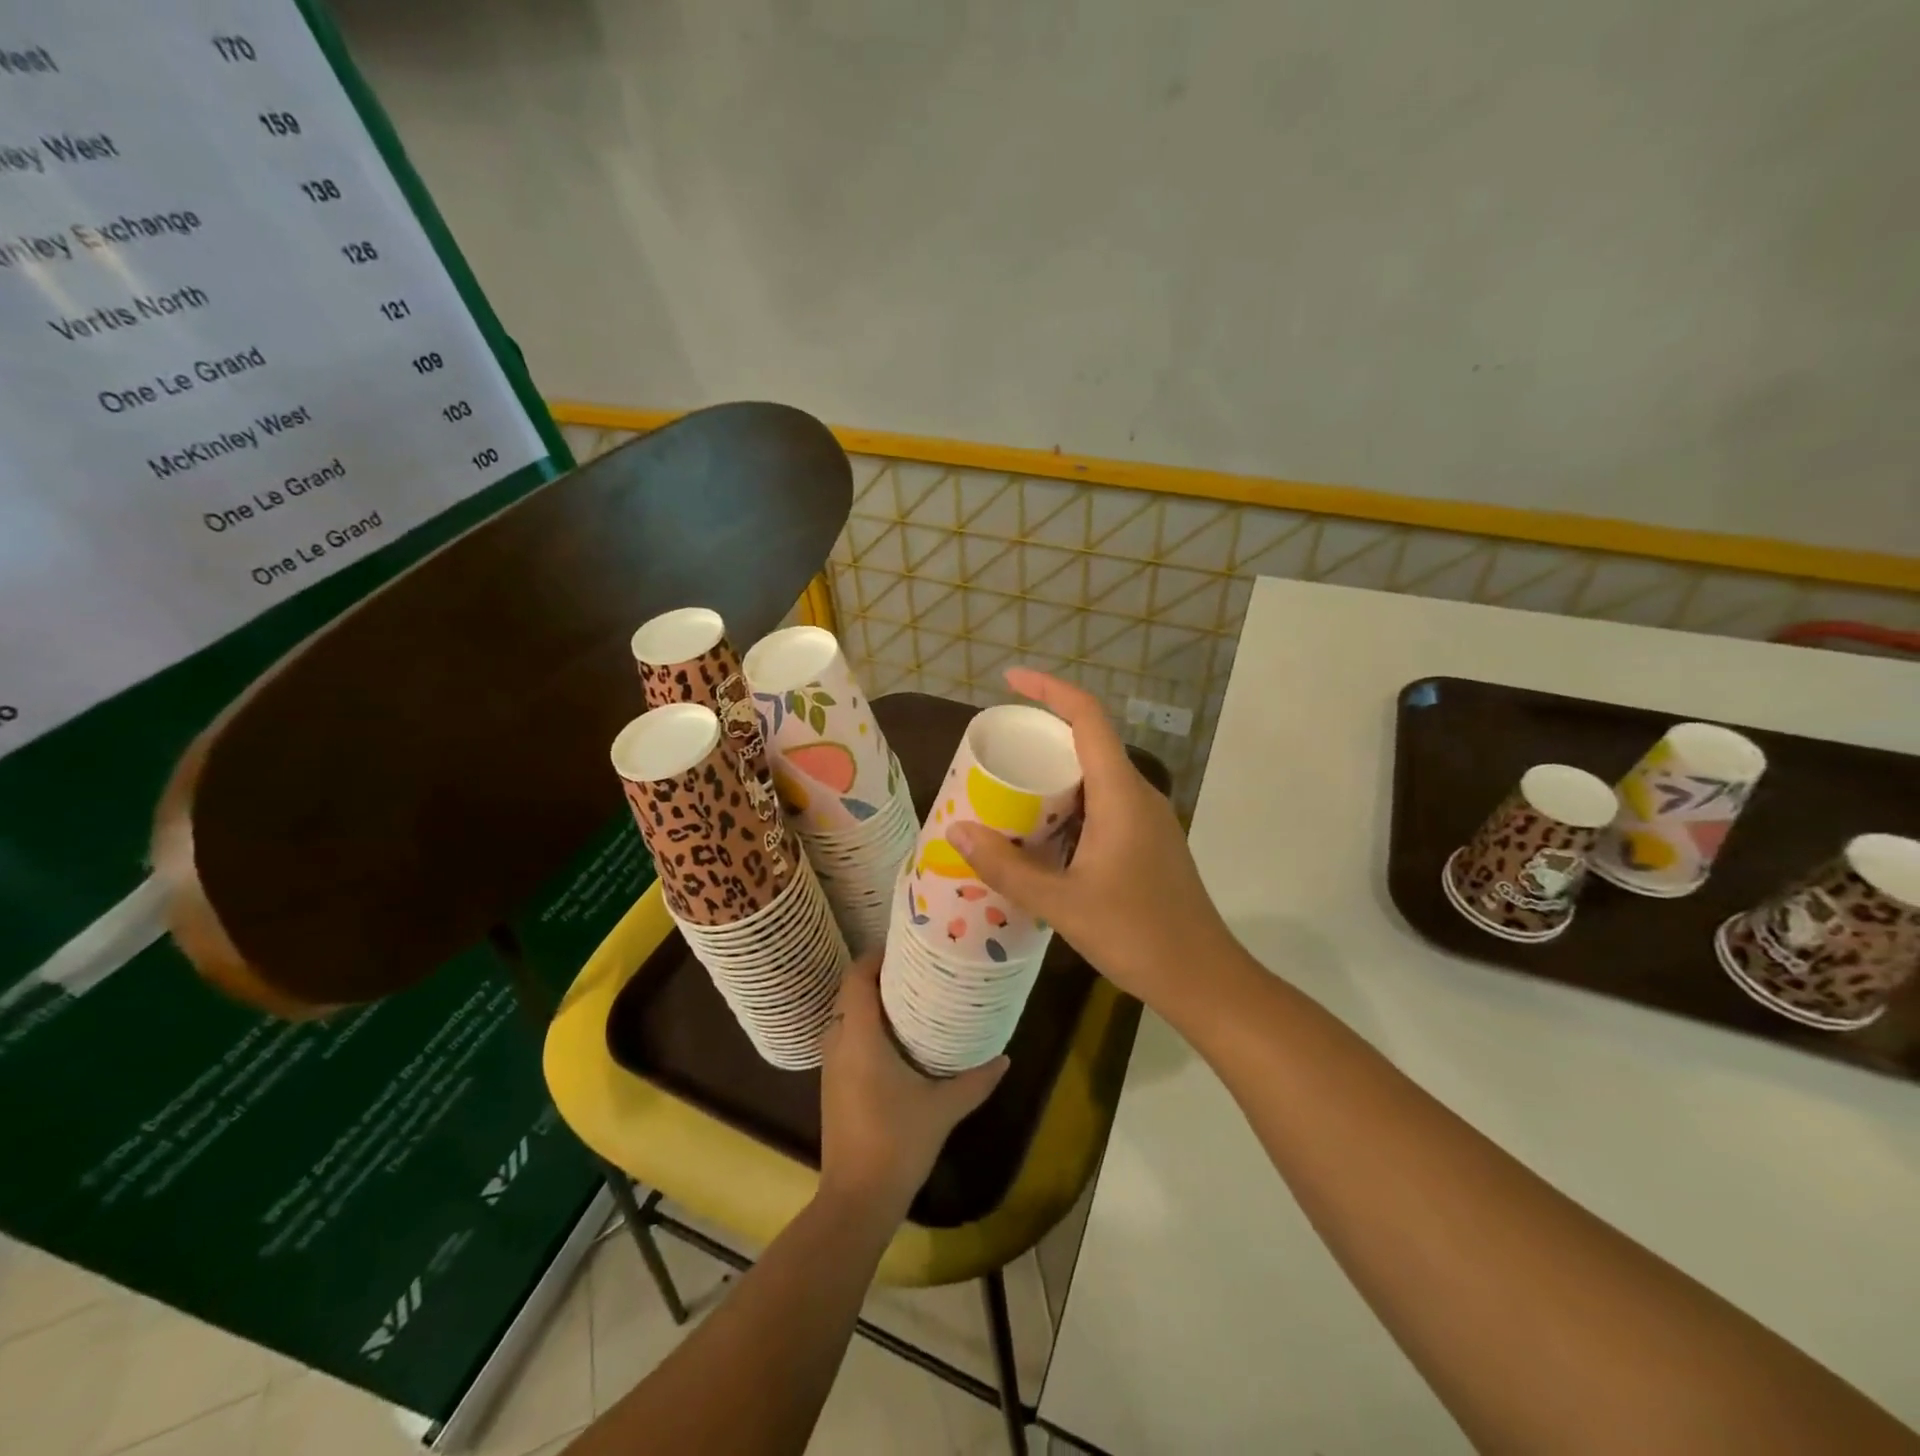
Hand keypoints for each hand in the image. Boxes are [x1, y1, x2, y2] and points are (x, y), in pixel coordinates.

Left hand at [818, 951, 1007, 1214]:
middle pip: (849, 992)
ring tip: (907, 996)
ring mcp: (830, 1066)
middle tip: (913, 968)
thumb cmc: (898, 1142)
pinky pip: (843, 1038)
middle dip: (876, 975)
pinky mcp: (832, 1085)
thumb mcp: (944, 1108)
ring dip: (868, 1001)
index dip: (875, 957)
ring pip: (844, 1016)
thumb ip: (975, 1080)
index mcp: (859, 1037)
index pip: (857, 978)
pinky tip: (893, 1038)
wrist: (857, 1198)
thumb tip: (1005, 1058)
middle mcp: (838, 1043)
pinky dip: (863, 1025)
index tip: (904, 946)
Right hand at [946, 668, 1237, 1012]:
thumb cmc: (1137, 935)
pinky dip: (1066, 805)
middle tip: (993, 749)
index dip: (1049, 690)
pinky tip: (1039, 834)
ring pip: (1094, 777)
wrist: (1204, 978)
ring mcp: (1145, 820)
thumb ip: (1007, 867)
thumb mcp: (1062, 903)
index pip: (1087, 718)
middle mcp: (1137, 795)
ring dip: (1052, 775)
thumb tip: (957, 830)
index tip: (1009, 681)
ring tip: (1005, 789)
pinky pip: (1101, 805)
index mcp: (1121, 794)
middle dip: (1040, 736)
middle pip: (1088, 742)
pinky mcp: (1145, 843)